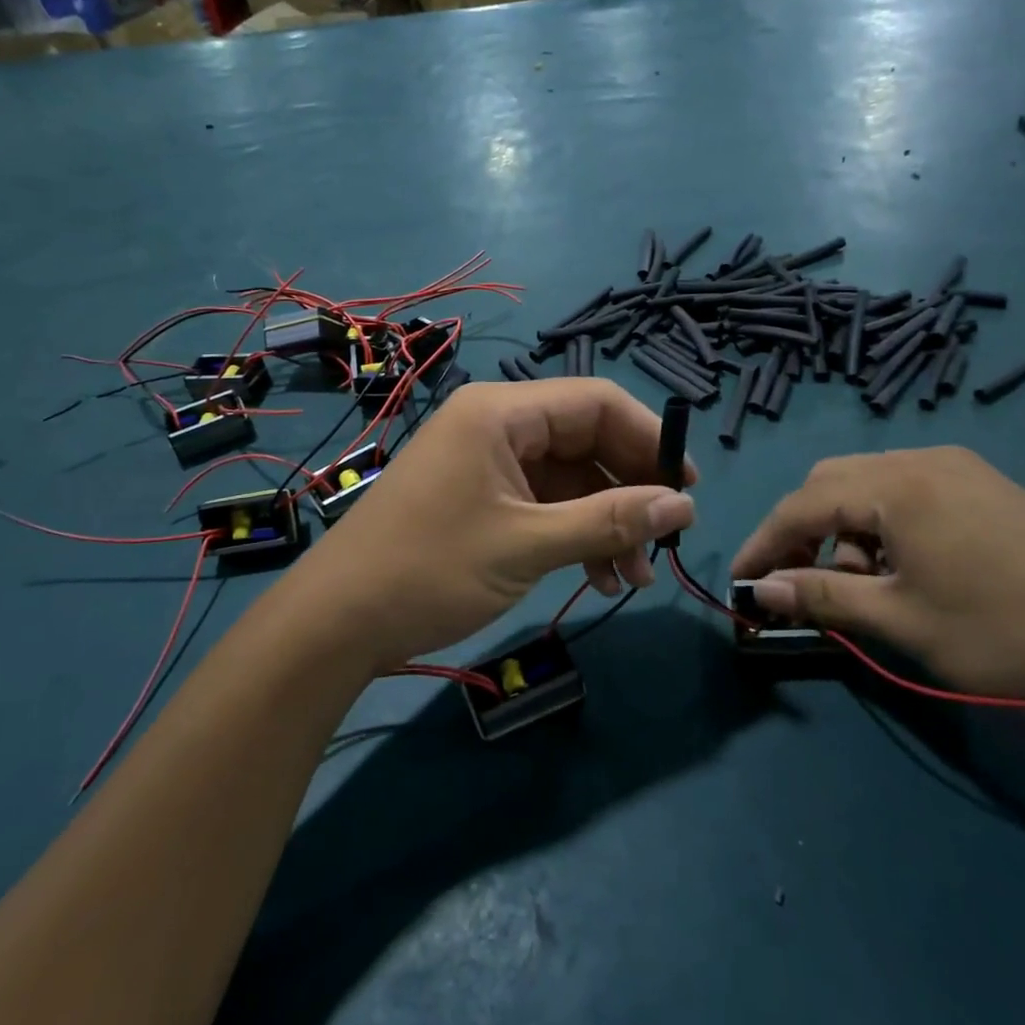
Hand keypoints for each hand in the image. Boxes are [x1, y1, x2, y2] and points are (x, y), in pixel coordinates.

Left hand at [298, 379, 696, 670]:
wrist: (336, 623)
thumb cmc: (430, 569)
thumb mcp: (527, 545)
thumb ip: (609, 521)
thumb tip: (685, 505)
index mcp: (502, 412)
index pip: (597, 402)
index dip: (649, 439)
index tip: (687, 487)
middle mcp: (496, 425)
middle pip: (585, 440)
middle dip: (628, 491)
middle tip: (664, 542)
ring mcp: (486, 463)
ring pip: (568, 479)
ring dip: (606, 523)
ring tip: (635, 578)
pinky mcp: (480, 498)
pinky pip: (543, 504)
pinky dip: (574, 535)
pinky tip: (599, 578)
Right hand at [732, 447, 1024, 709]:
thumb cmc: (1008, 633)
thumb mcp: (903, 620)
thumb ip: (822, 596)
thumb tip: (760, 591)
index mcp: (895, 485)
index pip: (802, 505)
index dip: (764, 543)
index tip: (740, 581)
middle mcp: (920, 460)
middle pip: (831, 483)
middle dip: (802, 530)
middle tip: (795, 581)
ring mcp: (958, 468)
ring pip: (869, 485)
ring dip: (844, 528)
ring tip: (858, 585)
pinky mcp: (985, 485)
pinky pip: (907, 491)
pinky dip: (883, 525)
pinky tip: (903, 569)